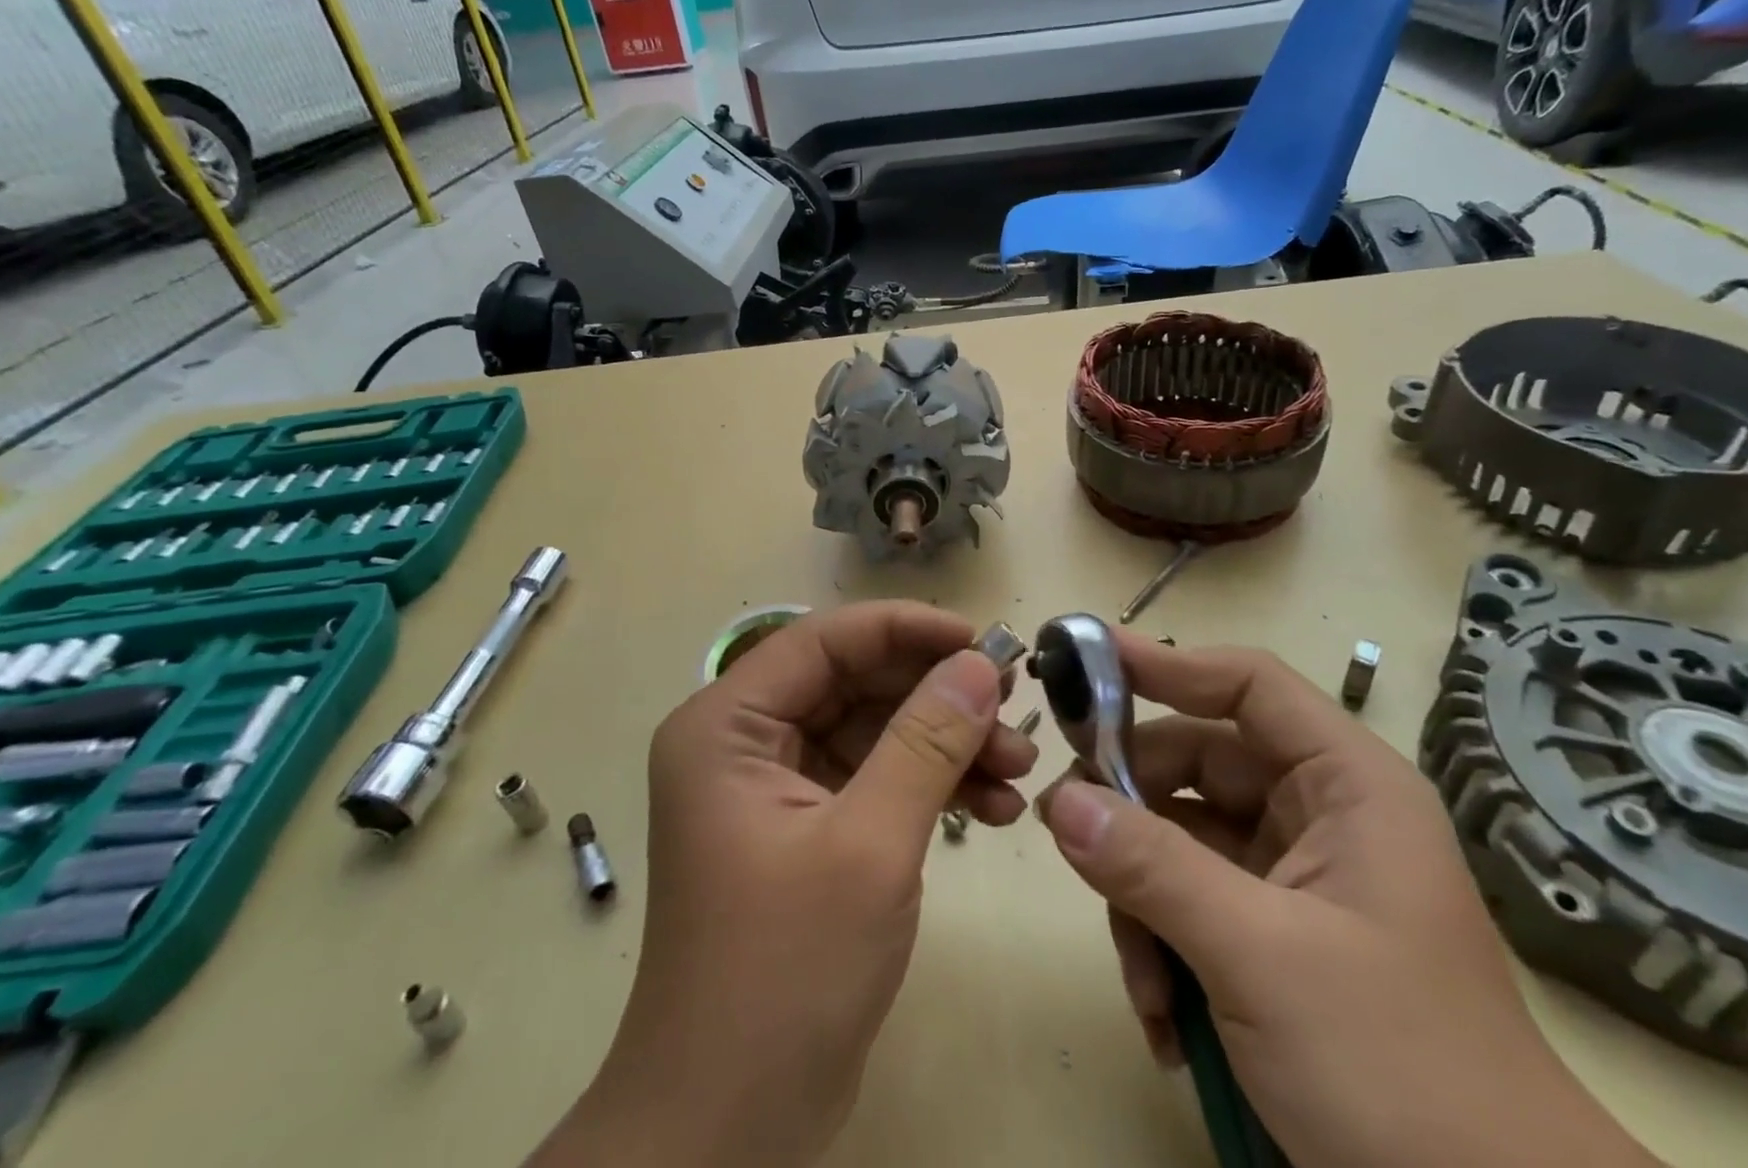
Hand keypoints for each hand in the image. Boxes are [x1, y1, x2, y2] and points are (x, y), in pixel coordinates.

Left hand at [531, 603, 1036, 1167]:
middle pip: (854, 683)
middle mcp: (744, 741)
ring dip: (946, 745)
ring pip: (873, 730)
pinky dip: (930, 787)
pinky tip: (994, 809)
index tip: (983, 640)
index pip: (825, 641)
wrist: (729, 1133)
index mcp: (727, 725)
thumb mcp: (869, 845)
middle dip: (938, 696)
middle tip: (1014, 710)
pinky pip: (874, 778)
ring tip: (1020, 770)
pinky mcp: (806, 827)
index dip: (906, 629)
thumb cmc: (784, 975)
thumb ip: (926, 742)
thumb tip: (980, 663)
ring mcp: (775, 786)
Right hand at [1037, 635, 1660, 1167]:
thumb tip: (1059, 799)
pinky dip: (1163, 948)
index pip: (1247, 685)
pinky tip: (1165, 1021)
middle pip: (1196, 764)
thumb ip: (1152, 867)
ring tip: (1143, 982)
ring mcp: (1294, 880)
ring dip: (1142, 900)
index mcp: (1346, 785)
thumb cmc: (1399, 1073)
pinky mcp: (1273, 939)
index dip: (1167, 665)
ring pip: (1180, 839)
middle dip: (1132, 807)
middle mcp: (1318, 816)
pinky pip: (1190, 903)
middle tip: (1067, 831)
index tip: (1086, 665)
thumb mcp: (1260, 958)